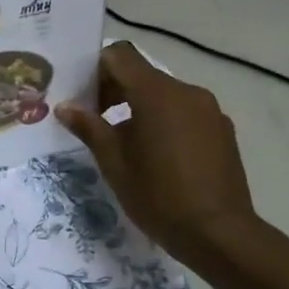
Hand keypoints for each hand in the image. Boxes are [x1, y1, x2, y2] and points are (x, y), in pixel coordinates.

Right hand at [55, 42, 269, 272]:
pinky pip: (186, 113)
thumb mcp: (114, 164)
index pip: (119, 56)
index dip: (95, 70)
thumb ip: (89, 128)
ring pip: (165, 95)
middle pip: (143, 75)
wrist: (217, 232)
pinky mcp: (222, 129)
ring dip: (140, 109)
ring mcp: (209, 109)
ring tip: (127, 146)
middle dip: (115, 92)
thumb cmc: (158, 197)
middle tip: (96, 124)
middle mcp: (186, 91)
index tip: (83, 99)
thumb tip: (65, 107)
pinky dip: (166, 123)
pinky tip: (160, 158)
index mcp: (156, 94)